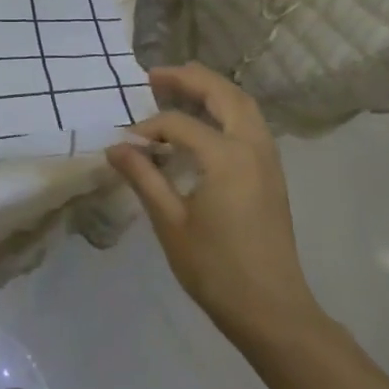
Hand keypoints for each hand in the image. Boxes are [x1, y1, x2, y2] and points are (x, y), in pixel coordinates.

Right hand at [107, 64, 325, 351]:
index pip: (178, 124)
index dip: (147, 128)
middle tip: (155, 75)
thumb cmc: (216, 269)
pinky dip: (225, 110)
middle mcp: (252, 148)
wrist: (273, 312)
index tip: (124, 143)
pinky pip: (249, 124)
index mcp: (226, 157)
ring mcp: (268, 160)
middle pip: (224, 95)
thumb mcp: (170, 222)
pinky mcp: (272, 175)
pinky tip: (203, 123)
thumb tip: (115, 147)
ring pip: (243, 106)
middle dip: (189, 79)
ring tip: (178, 87)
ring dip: (211, 90)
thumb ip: (143, 177)